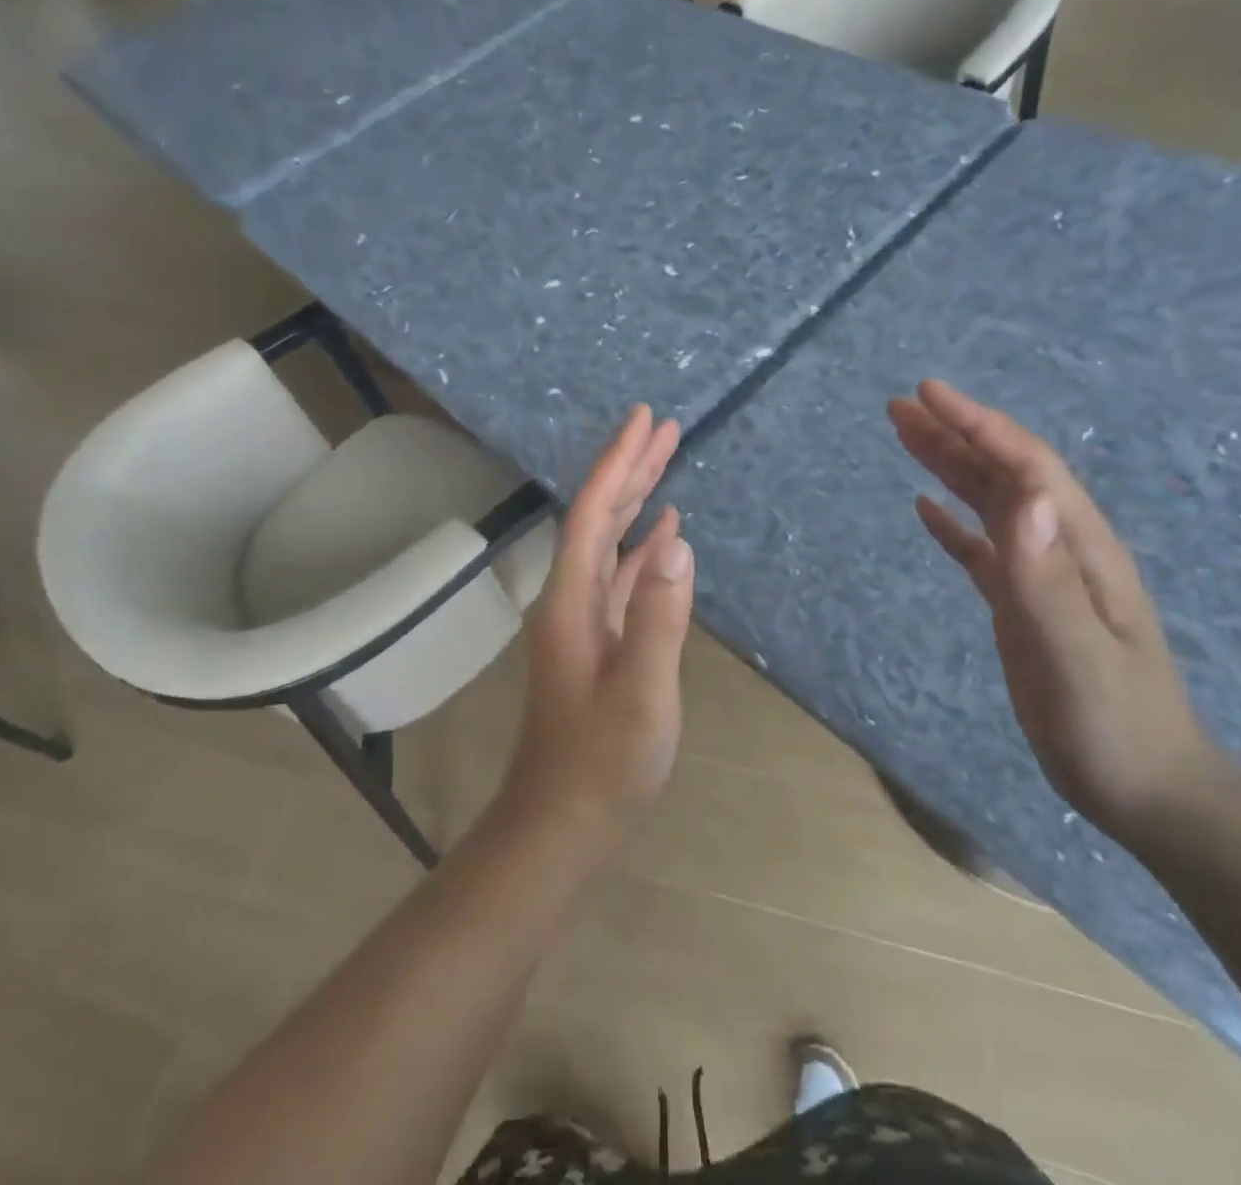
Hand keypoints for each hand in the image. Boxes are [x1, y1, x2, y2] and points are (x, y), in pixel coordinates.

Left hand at [502, 405, 694, 844]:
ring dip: (637, 501)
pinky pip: (623, 575)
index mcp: (573, 600)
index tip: (643, 421)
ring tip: (666, 462)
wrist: (563, 819)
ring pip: (612, 542)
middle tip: (662, 426)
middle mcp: (573, 597)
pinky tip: (664, 535)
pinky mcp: (601, 639)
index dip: (618, 464)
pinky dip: (644, 547)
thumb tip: (677, 544)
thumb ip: (659, 619)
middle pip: (601, 517)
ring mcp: (586, 618)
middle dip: (630, 468)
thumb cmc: (602, 763)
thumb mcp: (641, 695)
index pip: (596, 514)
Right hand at [889, 380, 1217, 846]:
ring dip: (949, 467)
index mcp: (1080, 549)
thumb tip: (1025, 494)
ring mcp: (1043, 578)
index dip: (978, 426)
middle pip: (1004, 475)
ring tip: (905, 437)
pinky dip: (952, 523)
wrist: (1148, 788)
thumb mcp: (1076, 654)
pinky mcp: (1024, 606)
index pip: (1026, 467)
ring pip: (990, 505)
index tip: (928, 392)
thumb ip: (1047, 578)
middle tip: (900, 405)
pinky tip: (925, 509)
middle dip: (955, 434)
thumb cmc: (1112, 725)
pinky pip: (981, 549)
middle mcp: (1061, 550)